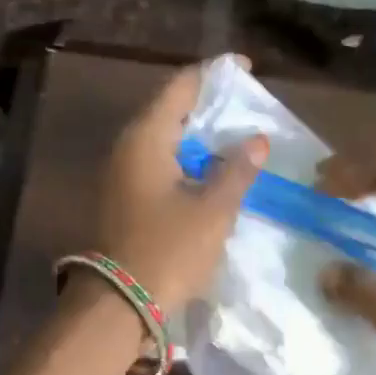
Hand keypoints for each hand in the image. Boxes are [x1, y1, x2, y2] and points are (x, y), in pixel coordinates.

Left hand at [89, 64, 265, 315]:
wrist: (119, 304)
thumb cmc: (169, 250)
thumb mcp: (213, 210)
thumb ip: (237, 170)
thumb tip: (256, 140)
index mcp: (146, 137)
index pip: (181, 86)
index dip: (215, 74)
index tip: (246, 70)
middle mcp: (127, 147)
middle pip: (170, 109)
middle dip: (209, 106)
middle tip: (246, 109)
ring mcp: (120, 174)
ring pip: (164, 139)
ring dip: (198, 137)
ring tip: (236, 139)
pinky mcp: (123, 198)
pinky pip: (158, 164)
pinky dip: (186, 161)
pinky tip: (211, 173)